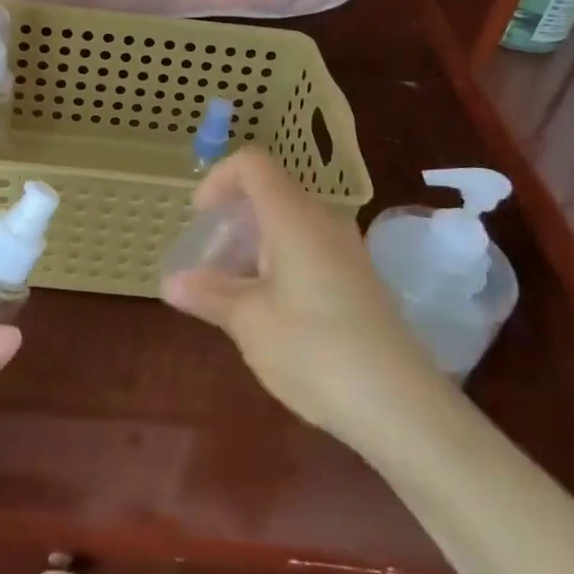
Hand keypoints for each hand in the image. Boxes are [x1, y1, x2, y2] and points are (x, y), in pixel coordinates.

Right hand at [162, 148, 442, 452]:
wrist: (402, 408)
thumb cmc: (314, 350)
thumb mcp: (249, 322)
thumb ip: (208, 294)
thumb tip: (172, 283)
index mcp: (293, 217)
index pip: (252, 165)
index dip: (218, 179)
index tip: (200, 219)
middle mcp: (323, 222)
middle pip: (269, 196)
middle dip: (231, 224)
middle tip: (208, 267)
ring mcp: (346, 251)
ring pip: (288, 227)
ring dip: (252, 249)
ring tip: (232, 297)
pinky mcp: (358, 281)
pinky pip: (308, 252)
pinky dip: (278, 266)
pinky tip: (269, 314)